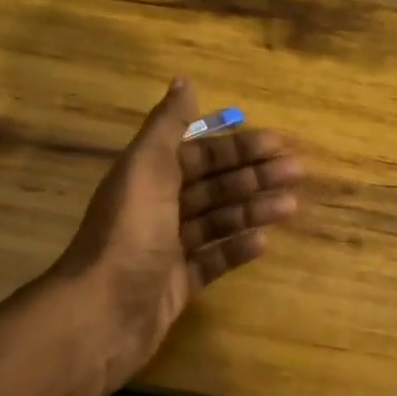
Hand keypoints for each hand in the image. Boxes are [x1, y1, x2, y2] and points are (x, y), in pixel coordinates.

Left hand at [51, 80, 302, 395]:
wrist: (100, 315)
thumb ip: (167, 126)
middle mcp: (157, 208)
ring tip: (291, 206)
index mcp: (148, 177)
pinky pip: (212, 260)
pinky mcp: (176, 285)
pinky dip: (236, 249)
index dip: (238, 147)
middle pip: (213, 185)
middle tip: (296, 173)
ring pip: (217, 220)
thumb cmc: (129, 234)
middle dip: (253, 176)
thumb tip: (183, 80)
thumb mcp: (146, 168)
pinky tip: (264, 243)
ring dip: (252, 210)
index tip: (279, 145)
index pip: (200, 153)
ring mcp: (167, 249)